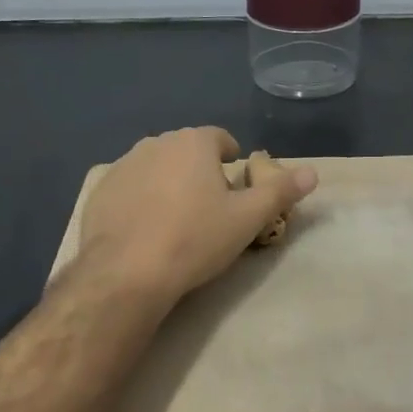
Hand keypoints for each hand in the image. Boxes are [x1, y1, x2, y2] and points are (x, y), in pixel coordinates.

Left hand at [79, 128, 316, 305]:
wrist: (126, 273)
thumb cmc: (195, 239)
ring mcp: (123, 166)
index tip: (234, 187)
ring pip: (156, 168)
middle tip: (209, 208)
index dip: (230, 159)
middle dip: (199, 171)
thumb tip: (313, 172)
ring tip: (177, 220)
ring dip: (168, 184)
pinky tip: (145, 231)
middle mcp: (156, 143)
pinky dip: (140, 200)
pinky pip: (129, 188)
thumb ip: (281, 192)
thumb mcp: (248, 219)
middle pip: (186, 151)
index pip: (219, 138)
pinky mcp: (99, 191)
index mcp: (193, 143)